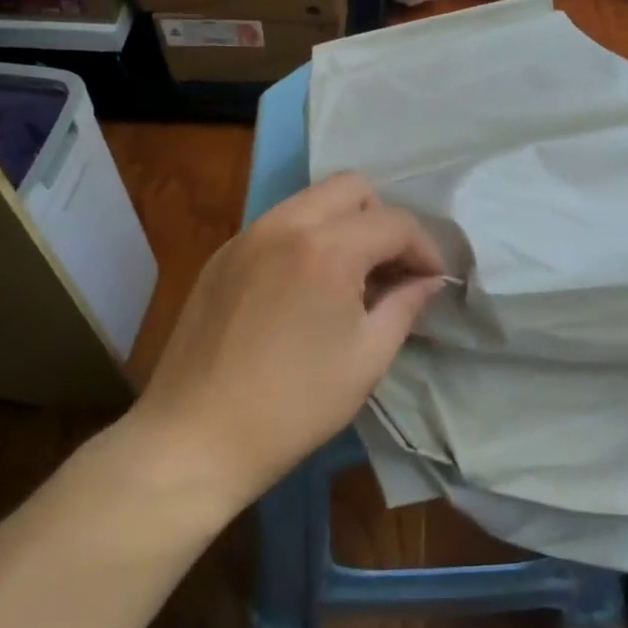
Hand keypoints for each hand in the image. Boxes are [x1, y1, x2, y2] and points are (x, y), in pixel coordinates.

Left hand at [132, 173, 444, 506]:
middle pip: (351, 188)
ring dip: (343, 225)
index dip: (424, 248)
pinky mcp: (222, 255)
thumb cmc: (294, 405)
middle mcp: (285, 224)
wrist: (194, 438)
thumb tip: (428, 280)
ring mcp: (247, 235)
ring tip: (350, 277)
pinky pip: (278, 224)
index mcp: (327, 248)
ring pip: (311, 200)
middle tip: (390, 268)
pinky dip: (306, 238)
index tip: (432, 280)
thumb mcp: (367, 358)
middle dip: (382, 220)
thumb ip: (405, 305)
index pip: (394, 222)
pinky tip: (305, 287)